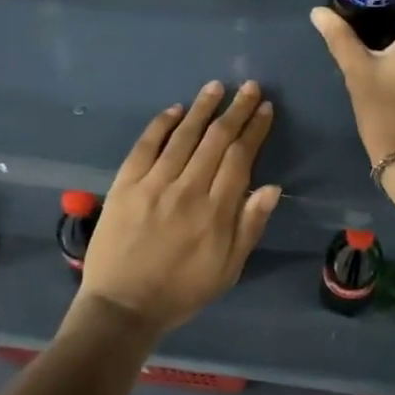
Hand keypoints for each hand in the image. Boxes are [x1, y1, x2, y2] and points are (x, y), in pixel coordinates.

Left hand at [77, 81, 280, 338]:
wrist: (121, 308)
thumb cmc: (182, 290)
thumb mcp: (228, 269)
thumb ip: (250, 226)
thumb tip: (272, 188)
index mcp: (215, 212)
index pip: (240, 158)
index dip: (254, 130)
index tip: (264, 108)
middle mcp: (187, 190)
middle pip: (216, 139)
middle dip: (235, 110)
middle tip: (249, 87)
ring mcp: (153, 185)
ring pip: (183, 136)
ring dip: (202, 108)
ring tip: (216, 87)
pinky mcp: (125, 185)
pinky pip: (145, 146)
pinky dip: (161, 125)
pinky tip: (175, 109)